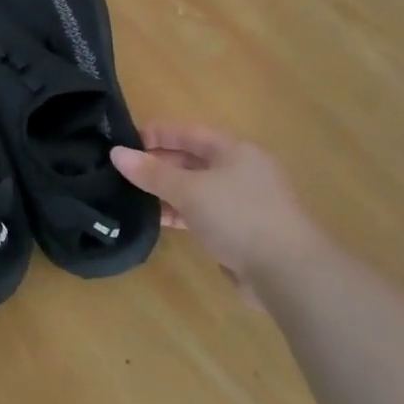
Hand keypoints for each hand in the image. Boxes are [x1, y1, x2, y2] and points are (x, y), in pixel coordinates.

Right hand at [112, 124, 328, 291]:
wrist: (288, 271)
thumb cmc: (238, 216)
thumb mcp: (189, 190)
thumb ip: (152, 172)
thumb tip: (116, 153)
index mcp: (234, 151)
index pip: (188, 132)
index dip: (156, 133)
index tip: (122, 141)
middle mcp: (240, 171)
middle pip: (192, 160)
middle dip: (158, 163)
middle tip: (121, 170)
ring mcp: (242, 202)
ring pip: (195, 188)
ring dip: (165, 191)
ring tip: (129, 194)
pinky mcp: (239, 231)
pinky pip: (201, 213)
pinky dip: (179, 213)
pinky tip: (155, 219)